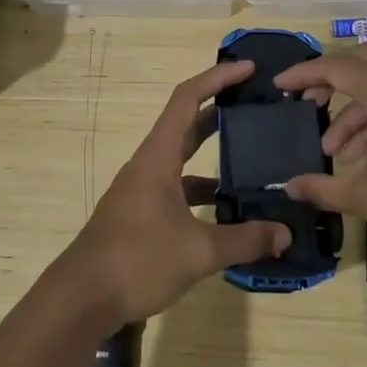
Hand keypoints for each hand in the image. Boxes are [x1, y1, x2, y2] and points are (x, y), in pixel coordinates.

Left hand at [61, 60, 292, 326]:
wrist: (81, 298)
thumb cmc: (137, 260)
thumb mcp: (198, 252)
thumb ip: (244, 240)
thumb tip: (285, 234)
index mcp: (158, 157)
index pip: (187, 99)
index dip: (217, 78)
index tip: (248, 68)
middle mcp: (148, 165)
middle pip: (186, 124)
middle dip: (220, 110)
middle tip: (256, 106)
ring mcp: (141, 190)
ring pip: (182, 160)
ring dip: (212, 155)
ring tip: (252, 159)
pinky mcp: (140, 214)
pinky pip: (177, 189)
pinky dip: (201, 192)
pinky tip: (226, 211)